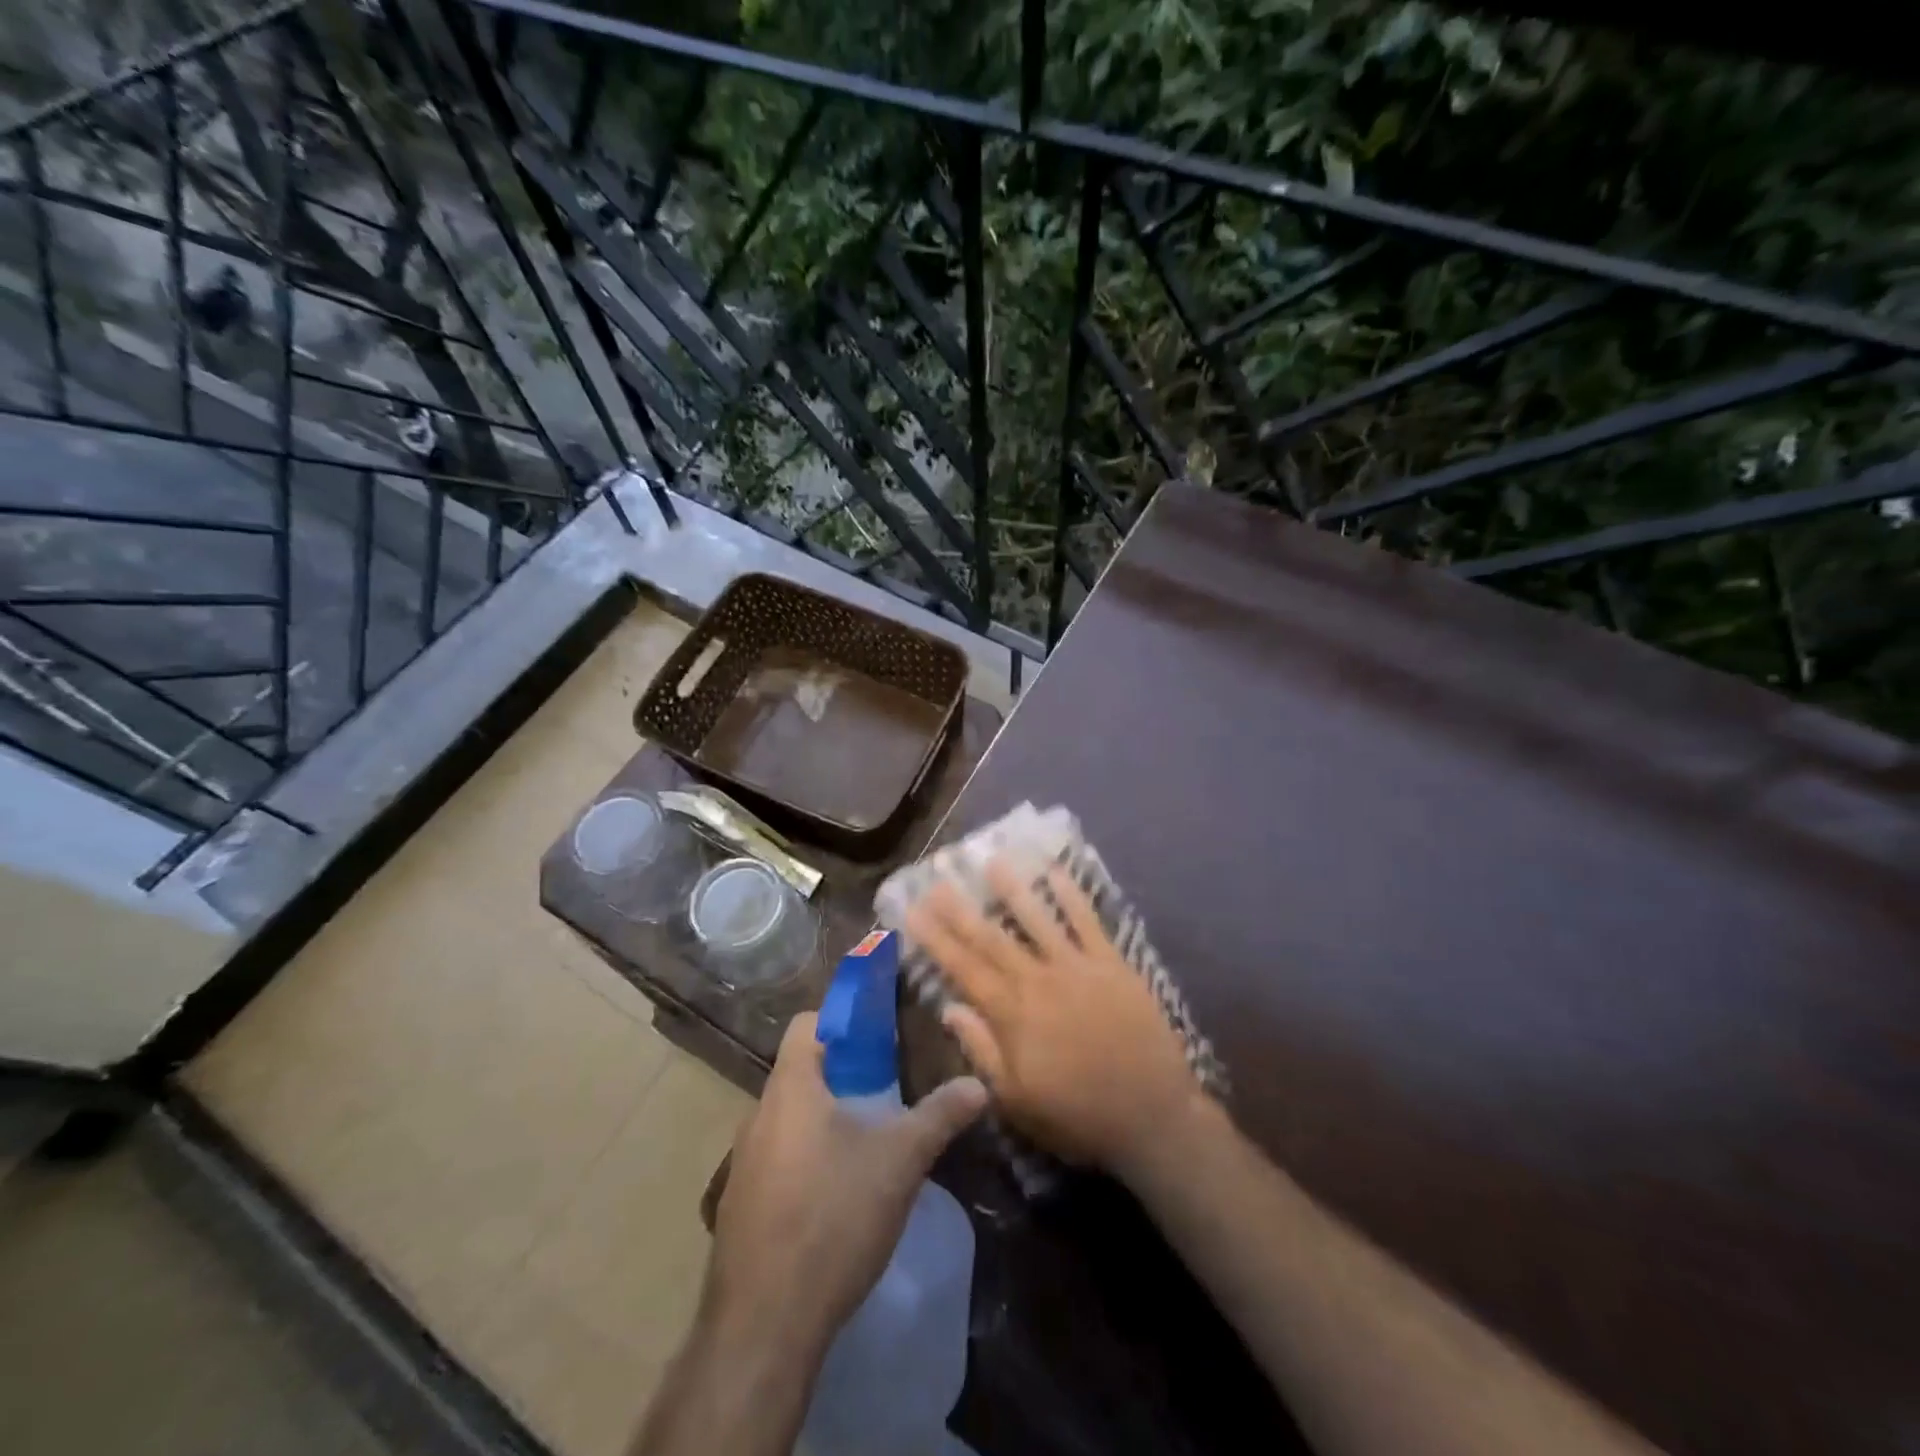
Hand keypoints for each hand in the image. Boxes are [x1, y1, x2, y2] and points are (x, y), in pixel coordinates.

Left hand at [703, 1013, 986, 1363]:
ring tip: (867, 1143)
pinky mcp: (739, 1206)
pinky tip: (837, 1195)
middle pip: (800, 1071)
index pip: (806, 1024)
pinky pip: (776, 1159)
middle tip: (886, 1092)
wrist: (764, 1325)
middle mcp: (757, 1115)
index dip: (842, 1021)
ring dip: (825, 1119)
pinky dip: (806, 1159)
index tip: (879, 1040)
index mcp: (790, 1089)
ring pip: (789, 1118)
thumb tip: (979, 1084)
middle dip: (843, 1075)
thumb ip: (939, 1116)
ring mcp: (742, 1163)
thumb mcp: (899, 1162)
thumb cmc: (832, 1218)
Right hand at [905, 858, 1204, 1182]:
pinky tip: (1055, 872)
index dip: (935, 939)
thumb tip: (949, 1008)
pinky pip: (1088, 921)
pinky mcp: (1112, 963)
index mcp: (1012, 1015)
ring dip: (1013, 889)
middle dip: (961, 909)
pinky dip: (1071, 895)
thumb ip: (981, 1051)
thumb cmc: (1077, 1115)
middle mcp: (1038, 980)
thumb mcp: (1016, 1101)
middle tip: (938, 878)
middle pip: (992, 938)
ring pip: (1037, 919)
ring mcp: (1077, 967)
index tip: (911, 911)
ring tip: (992, 860)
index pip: (964, 968)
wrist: (1152, 1115)